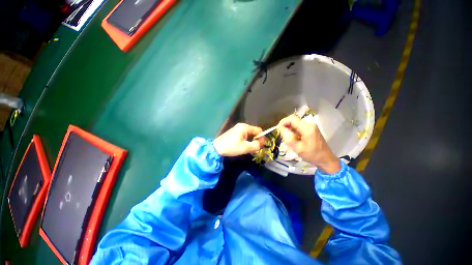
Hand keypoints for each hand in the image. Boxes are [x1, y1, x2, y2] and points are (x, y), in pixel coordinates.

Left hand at [213, 123, 264, 156]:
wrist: (217, 148)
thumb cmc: (231, 147)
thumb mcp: (245, 148)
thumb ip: (256, 145)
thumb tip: (262, 142)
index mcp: (245, 127)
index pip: (258, 130)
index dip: (261, 137)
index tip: (260, 145)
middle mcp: (242, 126)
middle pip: (254, 132)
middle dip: (255, 140)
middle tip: (254, 149)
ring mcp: (238, 129)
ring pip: (249, 135)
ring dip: (250, 141)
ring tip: (248, 149)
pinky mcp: (235, 132)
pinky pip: (244, 136)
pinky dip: (246, 141)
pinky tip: (243, 147)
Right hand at [278, 115, 340, 174]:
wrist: (326, 160)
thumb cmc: (312, 155)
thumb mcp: (297, 148)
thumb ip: (288, 137)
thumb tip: (280, 128)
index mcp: (307, 128)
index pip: (291, 119)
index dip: (283, 122)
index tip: (278, 130)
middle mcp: (309, 124)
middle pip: (293, 121)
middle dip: (286, 127)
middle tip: (283, 137)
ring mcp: (311, 126)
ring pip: (295, 125)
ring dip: (289, 131)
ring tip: (288, 140)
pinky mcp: (311, 129)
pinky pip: (299, 128)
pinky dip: (294, 132)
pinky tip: (294, 140)